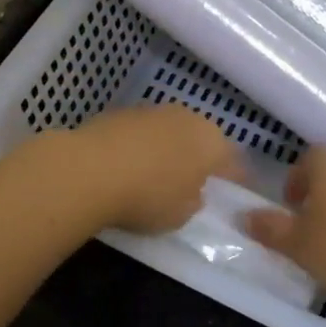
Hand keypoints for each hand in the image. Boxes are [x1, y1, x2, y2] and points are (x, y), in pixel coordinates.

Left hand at [71, 105, 243, 233]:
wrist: (91, 169)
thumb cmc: (148, 196)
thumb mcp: (180, 215)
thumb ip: (193, 201)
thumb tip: (192, 193)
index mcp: (212, 143)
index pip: (232, 162)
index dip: (234, 178)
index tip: (232, 192)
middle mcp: (188, 118)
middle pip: (201, 138)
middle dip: (199, 157)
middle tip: (193, 181)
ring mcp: (153, 111)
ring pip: (170, 130)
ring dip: (168, 148)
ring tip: (156, 172)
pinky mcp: (122, 111)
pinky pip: (141, 131)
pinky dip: (140, 145)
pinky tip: (128, 164)